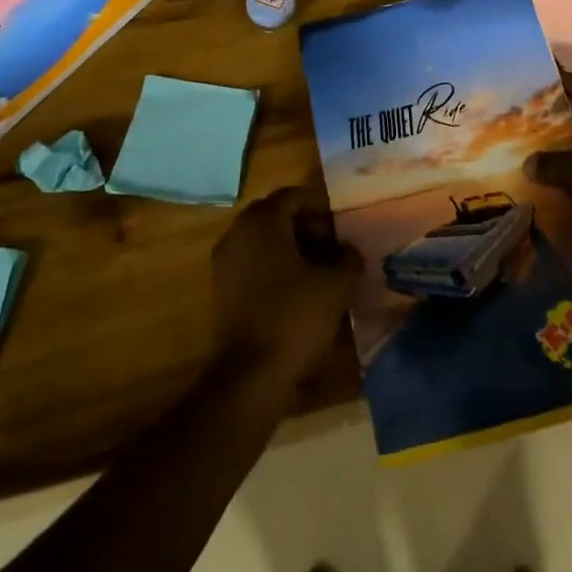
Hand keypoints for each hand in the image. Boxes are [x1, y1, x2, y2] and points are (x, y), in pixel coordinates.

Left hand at [211, 187, 360, 384]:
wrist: (250, 375)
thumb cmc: (294, 317)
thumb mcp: (335, 284)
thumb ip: (348, 257)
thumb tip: (349, 249)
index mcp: (261, 222)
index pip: (293, 196)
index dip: (321, 206)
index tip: (343, 224)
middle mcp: (237, 234)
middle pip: (276, 215)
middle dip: (307, 226)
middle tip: (334, 245)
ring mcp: (225, 262)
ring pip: (264, 240)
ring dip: (293, 247)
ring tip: (322, 269)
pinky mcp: (222, 290)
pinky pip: (253, 263)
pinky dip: (276, 266)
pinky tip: (300, 288)